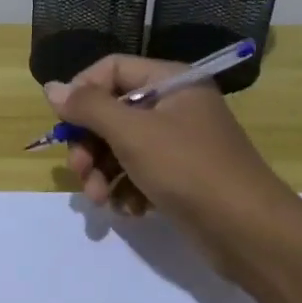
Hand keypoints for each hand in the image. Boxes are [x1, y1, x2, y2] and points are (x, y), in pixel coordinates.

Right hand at [45, 55, 281, 236]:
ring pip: (121, 147)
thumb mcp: (132, 133)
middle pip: (112, 112)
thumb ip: (88, 107)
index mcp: (170, 82)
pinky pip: (139, 173)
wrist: (250, 232)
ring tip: (100, 200)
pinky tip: (128, 211)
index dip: (82, 92)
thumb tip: (52, 87)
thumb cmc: (189, 168)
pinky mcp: (180, 177)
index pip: (111, 70)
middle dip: (90, 144)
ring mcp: (178, 143)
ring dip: (103, 173)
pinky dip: (127, 190)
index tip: (64, 124)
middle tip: (80, 172)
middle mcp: (174, 106)